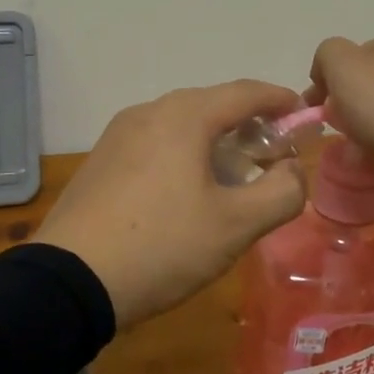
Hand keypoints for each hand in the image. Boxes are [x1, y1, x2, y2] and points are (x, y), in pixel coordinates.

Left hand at [38, 81, 308, 327]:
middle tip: (273, 154)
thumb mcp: (235, 226)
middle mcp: (148, 112)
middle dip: (247, 123)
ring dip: (214, 140)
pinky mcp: (100, 161)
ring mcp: (118, 135)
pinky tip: (187, 190)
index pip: (244, 92)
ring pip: (180, 124)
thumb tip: (292, 171)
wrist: (69, 281)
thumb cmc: (162, 246)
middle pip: (211, 104)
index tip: (304, 114)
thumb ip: (281, 193)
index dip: (279, 100)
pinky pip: (155, 143)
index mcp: (183, 116)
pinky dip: (183, 153)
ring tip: (233, 175)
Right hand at [305, 36, 373, 212]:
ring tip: (366, 156)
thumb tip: (327, 71)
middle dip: (350, 108)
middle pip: (369, 84)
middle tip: (342, 136)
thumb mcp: (346, 70)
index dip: (326, 84)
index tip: (318, 115)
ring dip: (372, 129)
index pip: (346, 57)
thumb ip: (328, 57)